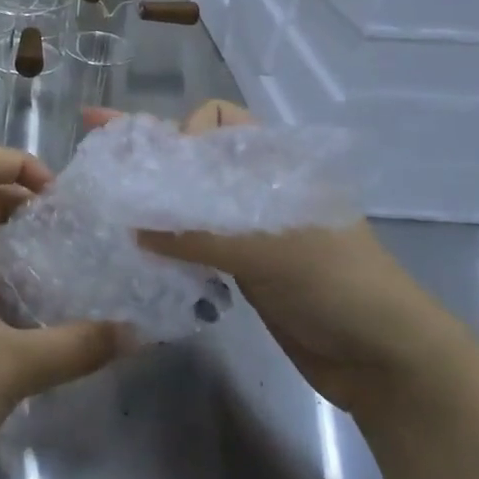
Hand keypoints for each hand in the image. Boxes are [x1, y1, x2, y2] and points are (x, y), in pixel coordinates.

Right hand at [87, 101, 464, 414]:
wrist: (384, 359)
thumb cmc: (337, 284)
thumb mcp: (269, 250)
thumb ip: (198, 234)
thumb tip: (130, 225)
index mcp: (274, 161)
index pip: (217, 119)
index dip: (184, 130)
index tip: (157, 161)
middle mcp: (257, 185)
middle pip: (195, 157)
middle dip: (148, 153)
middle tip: (94, 150)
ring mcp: (247, 227)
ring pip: (190, 200)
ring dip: (151, 198)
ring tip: (102, 197)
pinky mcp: (241, 265)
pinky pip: (193, 240)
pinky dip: (163, 238)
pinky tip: (130, 243)